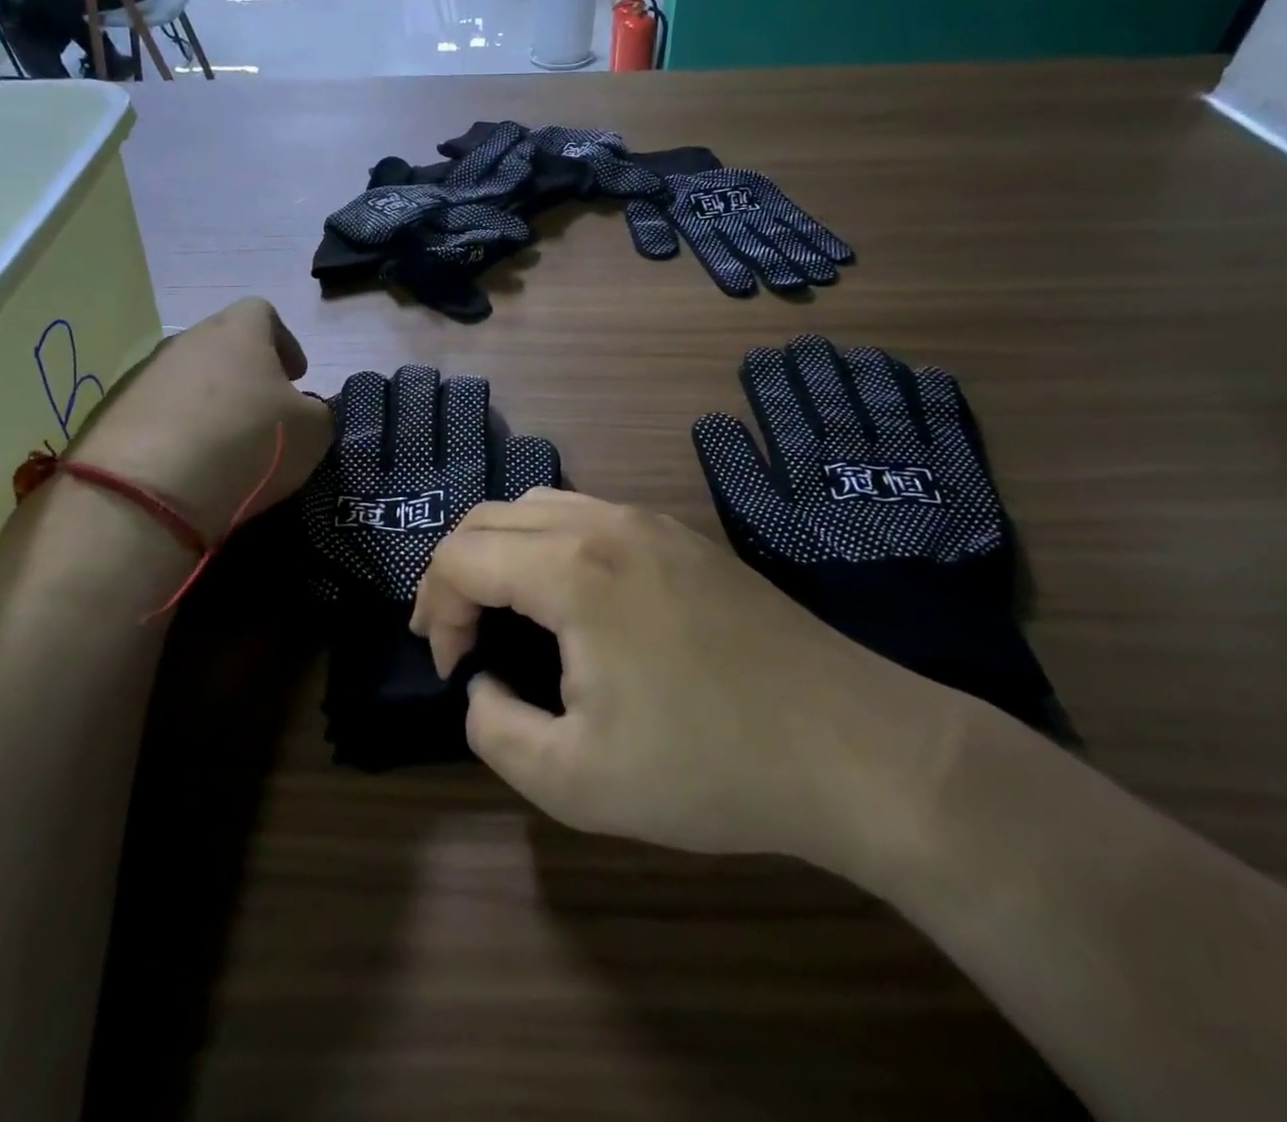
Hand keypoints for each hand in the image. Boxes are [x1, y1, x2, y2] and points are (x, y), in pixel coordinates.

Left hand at [67, 298, 332, 543]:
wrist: (150, 488)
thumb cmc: (249, 442)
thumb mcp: (313, 432)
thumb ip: (317, 412)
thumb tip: (303, 412)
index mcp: (238, 332)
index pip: (263, 312)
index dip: (285, 342)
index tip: (296, 377)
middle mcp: (187, 341)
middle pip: (222, 344)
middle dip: (247, 373)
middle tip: (264, 412)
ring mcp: (145, 375)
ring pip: (188, 378)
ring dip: (211, 403)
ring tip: (226, 444)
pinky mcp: (114, 413)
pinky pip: (158, 412)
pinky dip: (178, 430)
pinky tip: (190, 465)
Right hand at [413, 489, 970, 878]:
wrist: (851, 745)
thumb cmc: (708, 766)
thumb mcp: (574, 781)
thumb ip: (494, 730)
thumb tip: (482, 685)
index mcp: (571, 569)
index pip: (461, 557)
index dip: (435, 611)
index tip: (451, 669)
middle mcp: (604, 523)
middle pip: (491, 516)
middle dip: (456, 573)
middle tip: (459, 638)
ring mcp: (650, 521)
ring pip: (541, 504)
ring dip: (502, 550)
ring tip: (502, 611)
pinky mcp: (683, 536)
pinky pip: (588, 514)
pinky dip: (548, 543)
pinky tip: (568, 597)